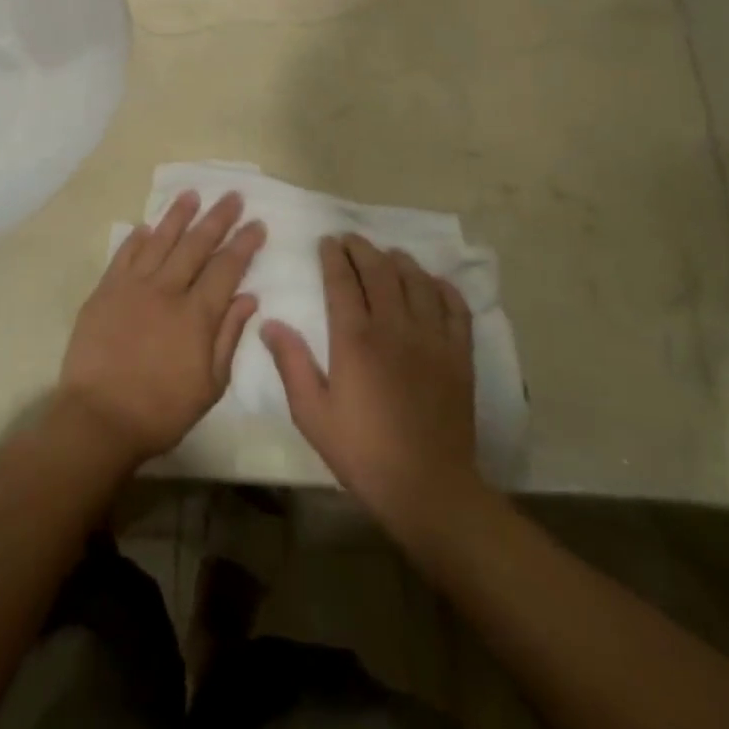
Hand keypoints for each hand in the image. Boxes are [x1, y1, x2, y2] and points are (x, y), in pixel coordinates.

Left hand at [59, 190, 264, 464]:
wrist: (99, 418)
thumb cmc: (161, 410)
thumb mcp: (210, 385)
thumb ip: (229, 336)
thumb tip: (248, 298)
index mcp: (196, 314)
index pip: (226, 268)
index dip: (244, 244)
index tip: (257, 224)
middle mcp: (166, 290)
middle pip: (196, 245)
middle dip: (217, 218)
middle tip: (233, 196)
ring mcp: (132, 287)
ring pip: (159, 240)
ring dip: (178, 216)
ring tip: (191, 194)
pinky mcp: (105, 291)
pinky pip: (123, 255)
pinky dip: (137, 239)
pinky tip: (146, 227)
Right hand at [263, 235, 477, 530]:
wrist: (428, 488)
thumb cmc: (363, 452)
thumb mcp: (312, 414)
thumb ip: (291, 364)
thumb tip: (270, 322)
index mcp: (355, 339)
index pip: (342, 281)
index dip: (333, 256)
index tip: (326, 242)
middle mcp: (394, 327)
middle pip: (379, 270)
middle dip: (362, 248)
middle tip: (350, 239)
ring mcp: (432, 338)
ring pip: (416, 281)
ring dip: (399, 261)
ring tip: (387, 254)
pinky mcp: (459, 354)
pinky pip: (455, 307)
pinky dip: (442, 287)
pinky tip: (432, 283)